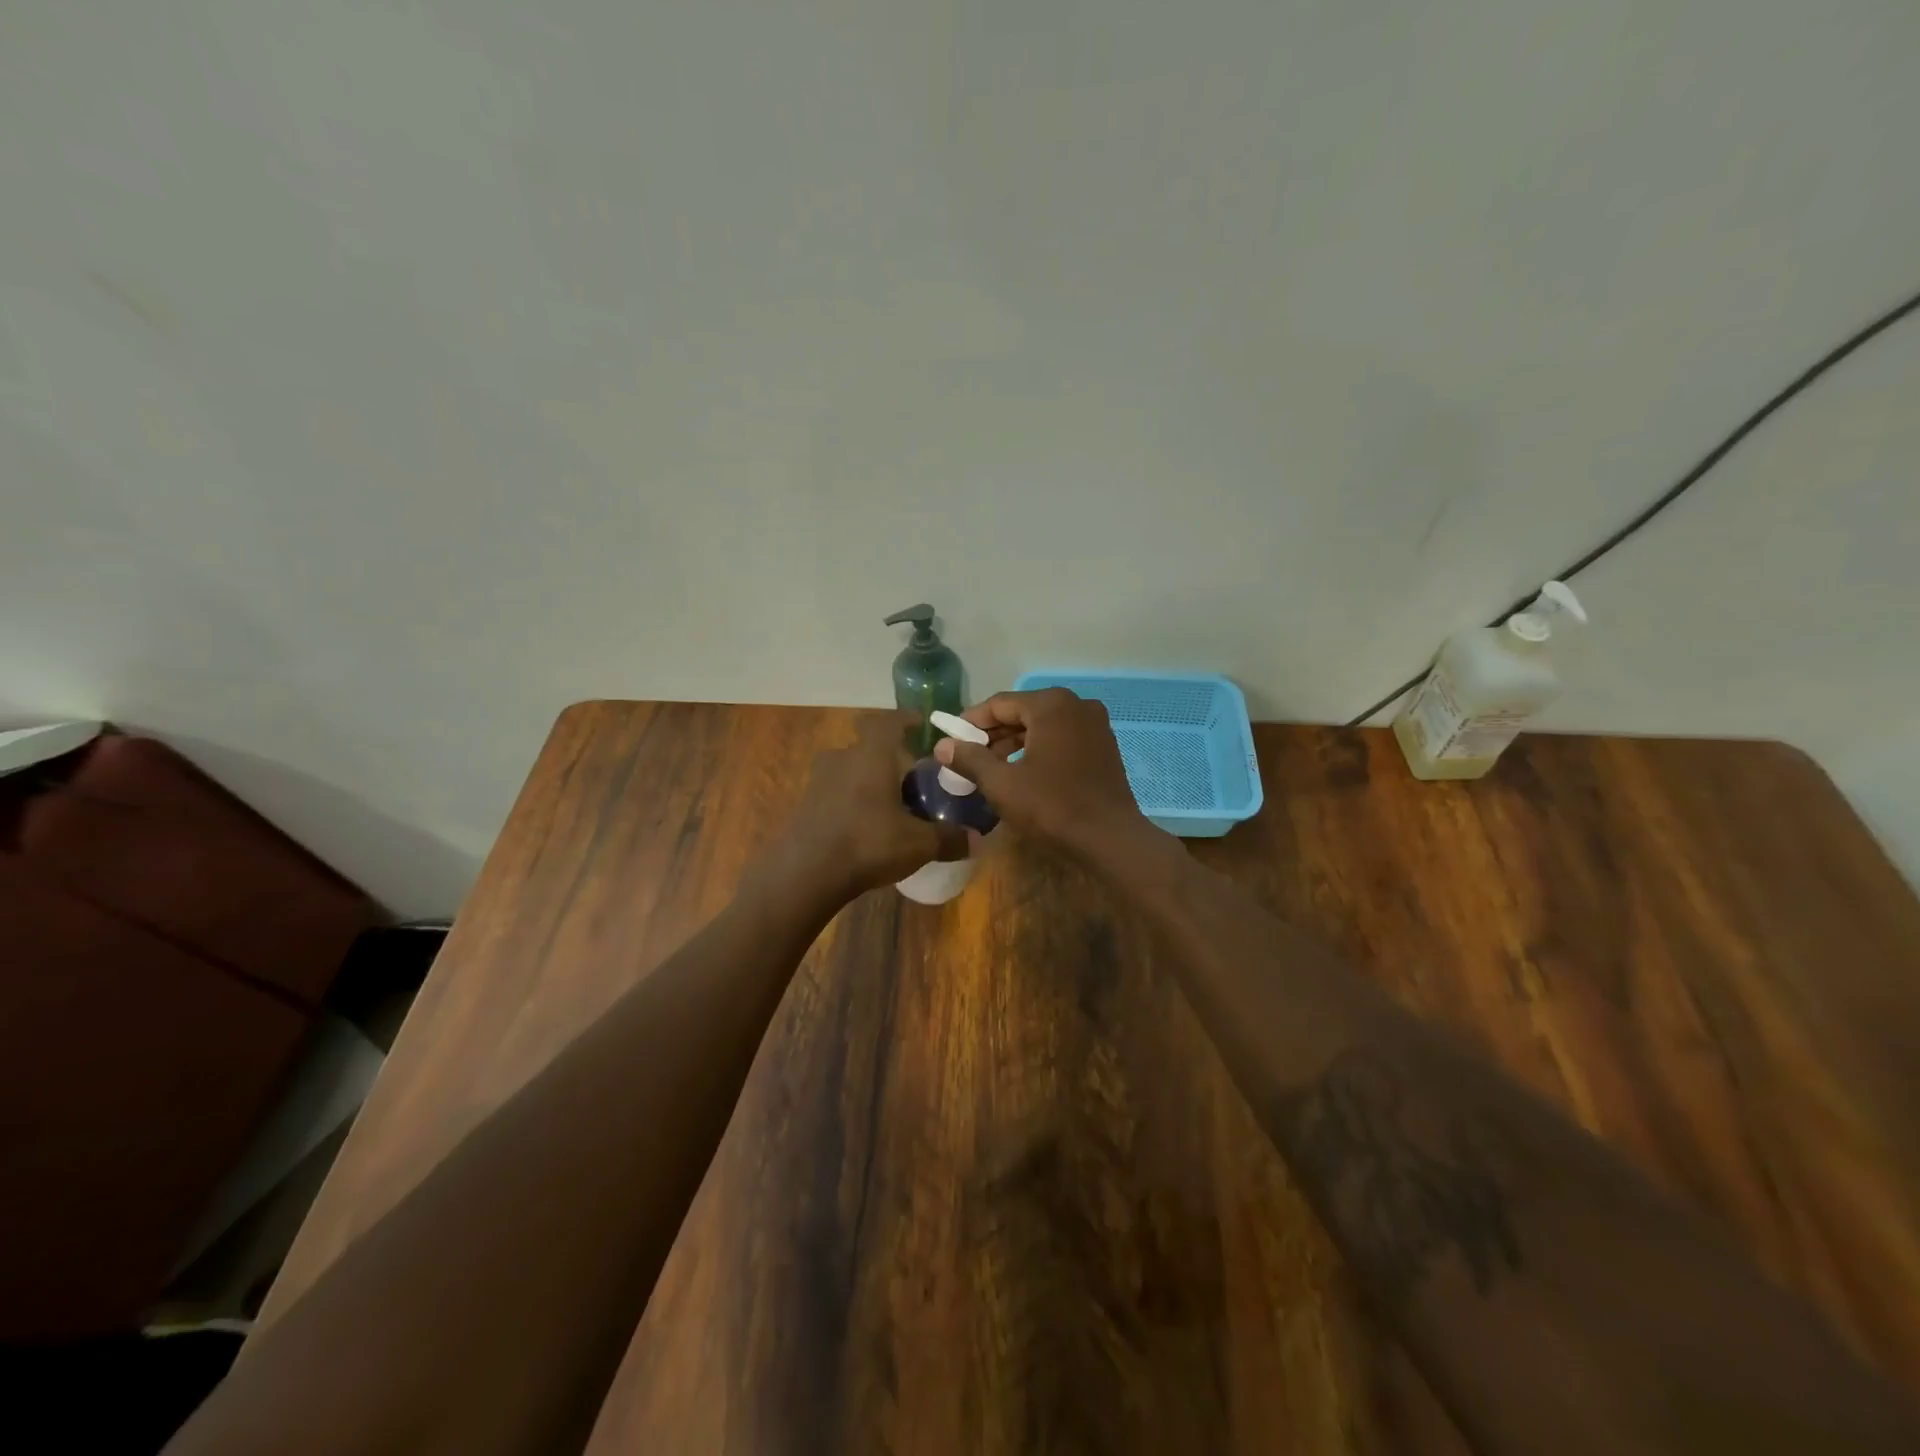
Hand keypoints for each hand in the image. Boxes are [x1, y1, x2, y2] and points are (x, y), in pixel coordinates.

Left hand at [780, 709, 967, 898]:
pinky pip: (835, 791)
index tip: (919, 723)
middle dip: (891, 757)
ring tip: (890, 803)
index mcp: (872, 755)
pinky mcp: (805, 804)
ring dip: (869, 779)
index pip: (889, 721)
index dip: (905, 719)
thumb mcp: (918, 844)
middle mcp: (843, 758)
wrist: (805, 874)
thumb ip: (949, 838)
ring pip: (850, 769)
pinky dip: (852, 799)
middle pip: (869, 746)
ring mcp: (819, 781)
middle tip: (913, 778)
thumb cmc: (867, 844)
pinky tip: (865, 825)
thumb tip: (978, 840)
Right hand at [934, 688, 1153, 860]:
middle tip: (968, 757)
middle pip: (1023, 713)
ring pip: (1042, 727)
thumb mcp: (1001, 784)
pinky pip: (1061, 739)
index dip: (971, 722)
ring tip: (990, 768)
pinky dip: (1038, 750)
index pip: (999, 704)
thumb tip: (942, 745)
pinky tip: (1022, 773)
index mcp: (1051, 705)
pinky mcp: (1103, 746)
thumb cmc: (1051, 807)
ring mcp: (1095, 724)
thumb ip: (969, 759)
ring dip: (1015, 744)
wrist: (1109, 839)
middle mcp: (1076, 705)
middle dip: (993, 734)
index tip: (951, 740)